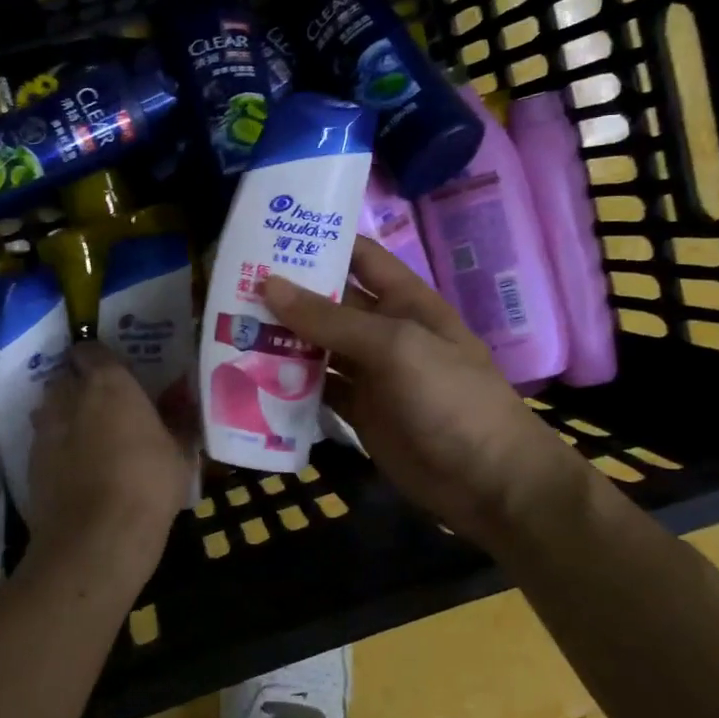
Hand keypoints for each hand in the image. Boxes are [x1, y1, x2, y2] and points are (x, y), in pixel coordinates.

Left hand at [26, 342, 192, 589]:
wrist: (95, 539)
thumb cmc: (148, 485)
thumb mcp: (179, 455)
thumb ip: (178, 424)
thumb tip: (185, 408)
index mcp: (109, 383)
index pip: (92, 349)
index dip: (102, 359)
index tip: (117, 374)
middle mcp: (70, 395)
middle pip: (67, 376)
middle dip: (81, 385)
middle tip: (106, 406)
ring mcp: (45, 428)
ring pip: (51, 407)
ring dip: (66, 415)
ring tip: (89, 438)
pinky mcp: (30, 461)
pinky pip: (44, 441)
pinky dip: (56, 447)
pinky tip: (76, 469)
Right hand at [261, 237, 590, 545]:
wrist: (489, 482)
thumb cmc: (451, 399)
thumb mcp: (395, 348)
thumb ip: (332, 318)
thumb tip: (269, 284)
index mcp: (403, 301)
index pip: (358, 256)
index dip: (319, 242)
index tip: (267, 234)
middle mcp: (384, 330)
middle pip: (330, 302)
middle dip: (287, 294)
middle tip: (230, 285)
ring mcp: (371, 373)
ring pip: (318, 346)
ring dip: (281, 338)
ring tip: (229, 327)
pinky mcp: (359, 412)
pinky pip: (318, 388)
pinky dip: (289, 383)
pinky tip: (252, 376)